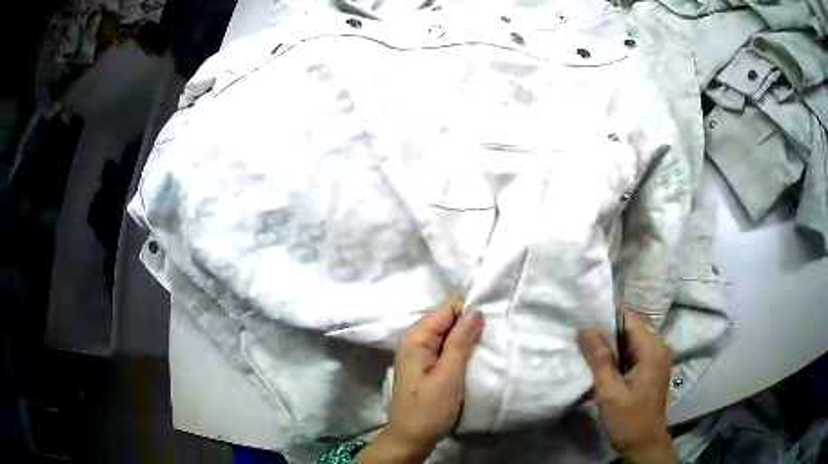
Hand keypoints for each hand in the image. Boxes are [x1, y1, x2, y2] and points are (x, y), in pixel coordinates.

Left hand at [356, 298, 483, 463]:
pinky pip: (445, 347)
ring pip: (448, 333)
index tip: (493, 322)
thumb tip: (475, 310)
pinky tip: (473, 357)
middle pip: (447, 319)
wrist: (411, 438)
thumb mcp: (448, 375)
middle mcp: (414, 339)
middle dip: (469, 324)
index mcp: (416, 337)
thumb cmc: (429, 409)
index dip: (470, 311)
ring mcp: (419, 353)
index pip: (447, 308)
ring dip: (466, 338)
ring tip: (488, 345)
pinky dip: (460, 349)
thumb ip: (460, 341)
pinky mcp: (426, 365)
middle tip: (492, 336)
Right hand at [577, 309, 674, 463]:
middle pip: (630, 327)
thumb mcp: (609, 391)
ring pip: (630, 340)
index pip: (629, 317)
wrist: (643, 444)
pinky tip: (602, 367)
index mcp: (653, 348)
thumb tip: (584, 328)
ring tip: (587, 353)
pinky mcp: (652, 368)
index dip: (606, 318)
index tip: (583, 325)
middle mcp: (659, 347)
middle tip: (580, 342)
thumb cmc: (628, 419)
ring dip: (610, 347)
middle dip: (606, 334)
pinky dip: (617, 357)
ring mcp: (657, 357)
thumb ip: (599, 359)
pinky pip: (633, 352)